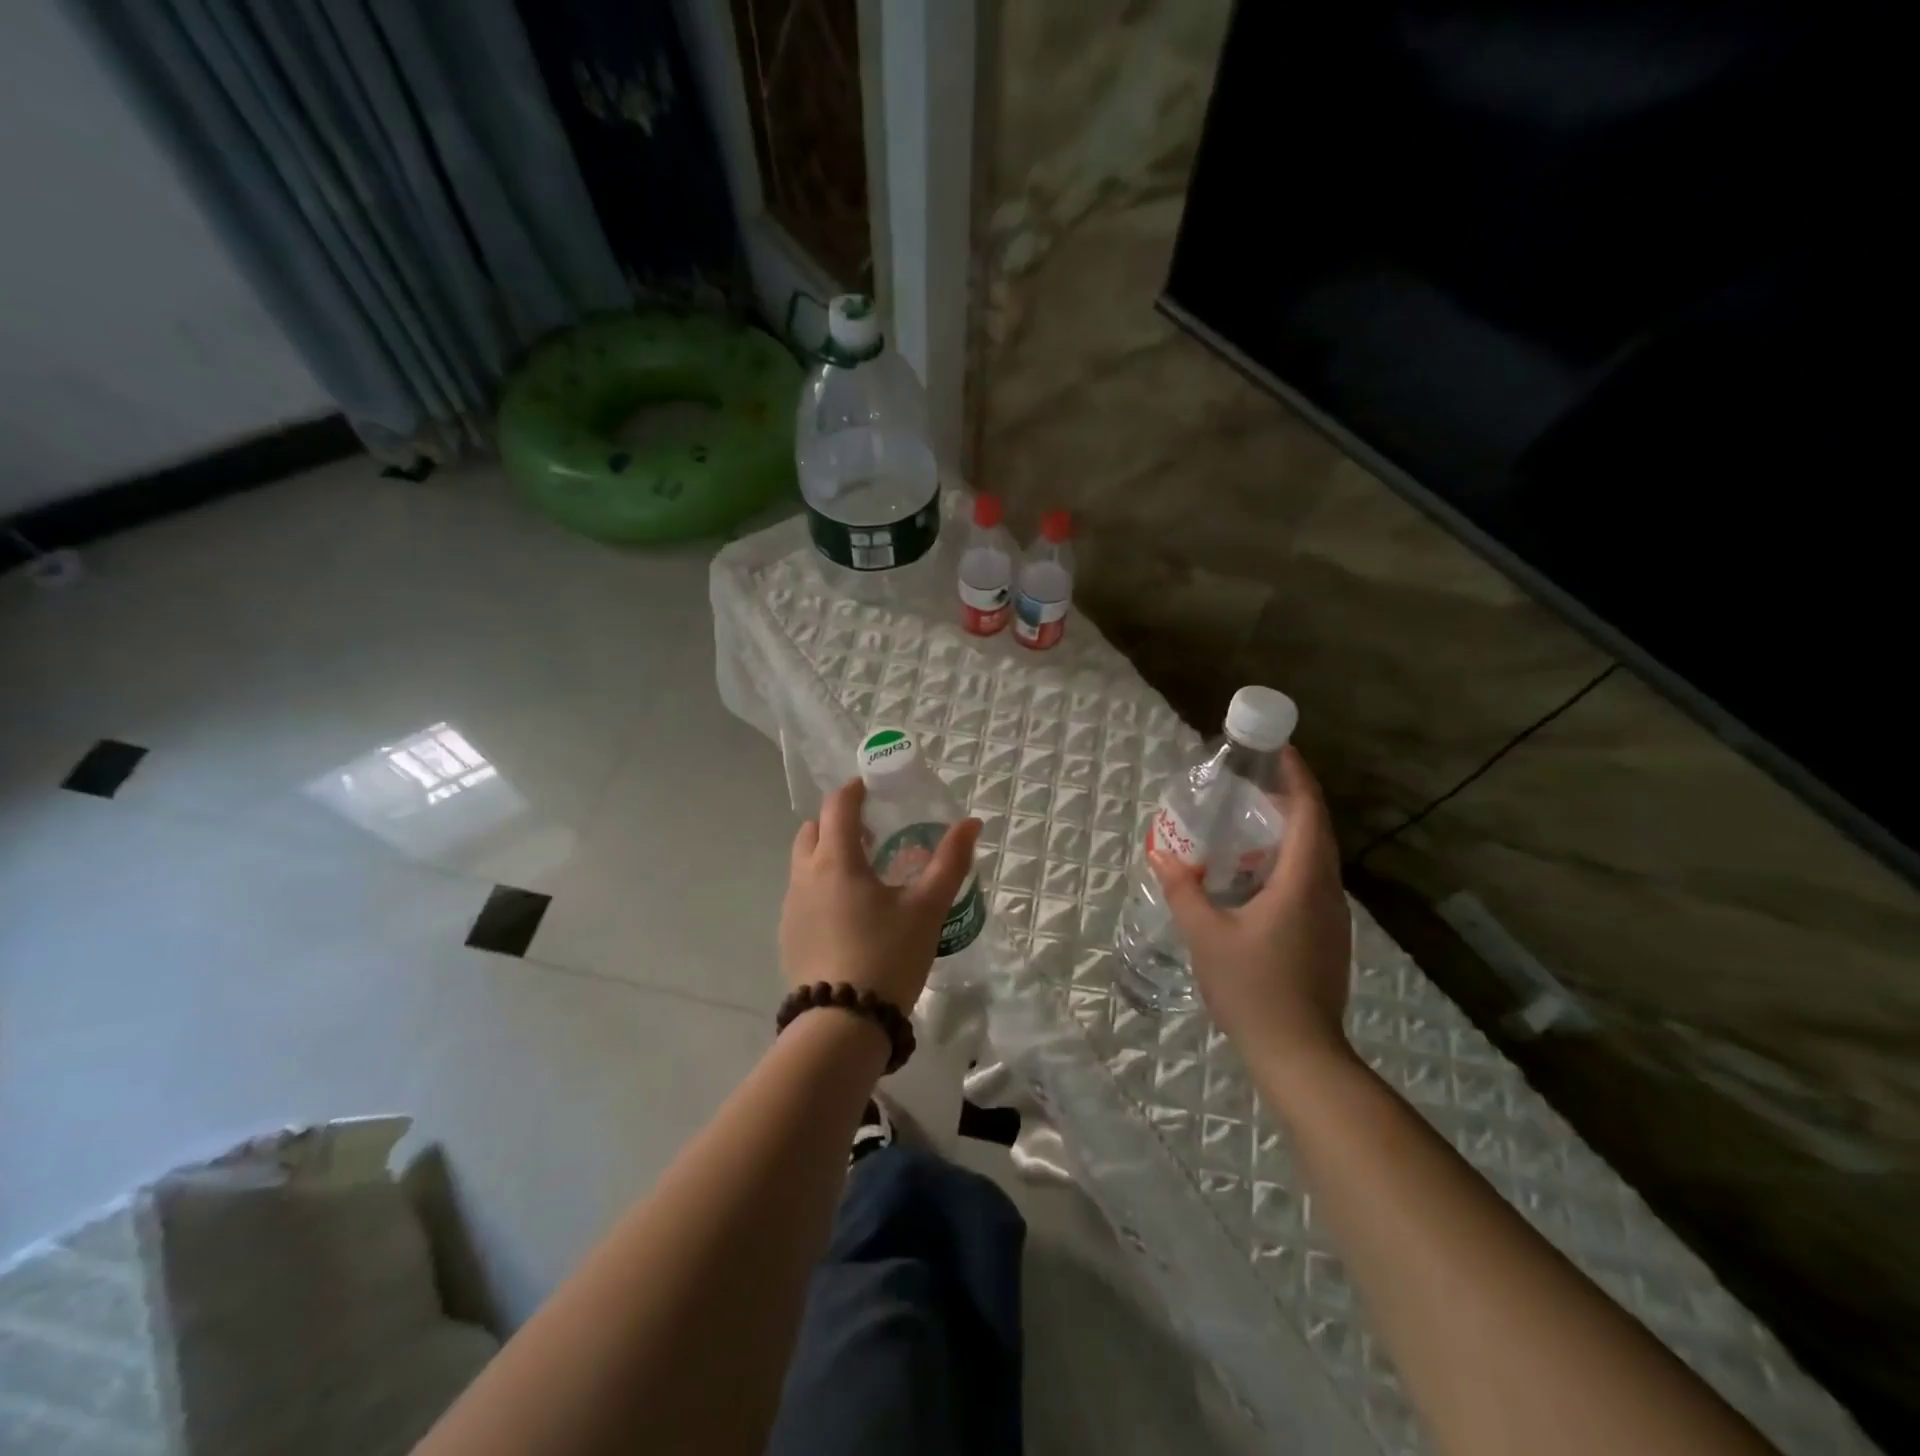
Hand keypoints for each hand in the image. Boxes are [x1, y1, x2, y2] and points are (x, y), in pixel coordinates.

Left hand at [780, 778, 981, 1011]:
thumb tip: (971, 823)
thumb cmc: (888, 955)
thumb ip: (950, 861)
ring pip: (804, 863)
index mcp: (835, 860)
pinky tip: (849, 913)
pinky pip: (802, 894)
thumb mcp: (927, 907)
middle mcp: (804, 876)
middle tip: (872, 832)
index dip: (854, 790)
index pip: (837, 806)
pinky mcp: (788, 936)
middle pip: (812, 830)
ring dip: (827, 854)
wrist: (843, 1024)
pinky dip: (821, 886)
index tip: (873, 788)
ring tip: (864, 873)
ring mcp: (791, 908)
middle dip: (837, 821)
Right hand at [1148, 747, 1354, 1085]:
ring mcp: (1331, 917)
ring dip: (1290, 832)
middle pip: (1317, 830)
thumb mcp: (1206, 936)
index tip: (1278, 749)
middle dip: (1292, 799)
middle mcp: (1325, 892)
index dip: (1297, 777)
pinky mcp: (1327, 937)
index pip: (1308, 814)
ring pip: (1316, 858)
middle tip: (1254, 782)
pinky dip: (1288, 862)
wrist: (1299, 1053)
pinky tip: (1255, 878)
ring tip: (1250, 824)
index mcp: (1301, 883)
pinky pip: (1311, 881)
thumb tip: (1163, 855)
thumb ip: (1183, 891)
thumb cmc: (1253, 989)